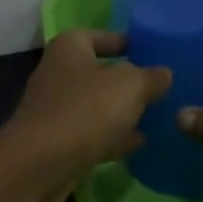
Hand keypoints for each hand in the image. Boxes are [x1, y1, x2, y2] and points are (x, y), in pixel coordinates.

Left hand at [0, 29, 170, 201]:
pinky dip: (112, 136)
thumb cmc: (85, 111)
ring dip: (120, 110)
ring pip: (96, 104)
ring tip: (155, 114)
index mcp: (70, 47)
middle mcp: (59, 72)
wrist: (39, 166)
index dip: (127, 42)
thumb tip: (163, 73)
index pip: (102, 36)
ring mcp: (56, 109)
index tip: (153, 52)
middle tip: (160, 87)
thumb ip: (150, 77)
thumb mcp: (130, 86)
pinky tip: (138, 143)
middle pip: (99, 71)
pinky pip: (91, 132)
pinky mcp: (57, 142)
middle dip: (127, 80)